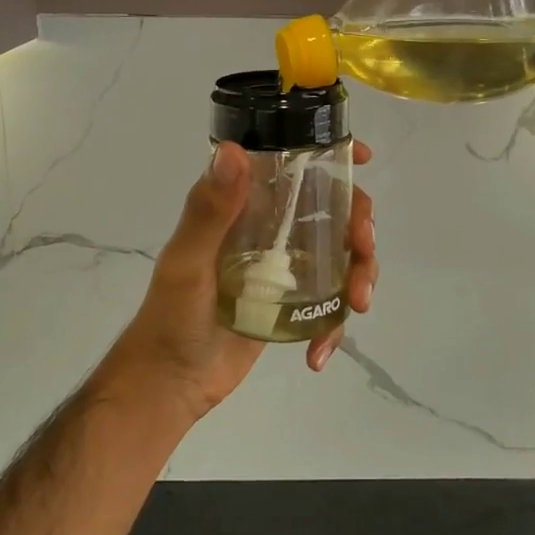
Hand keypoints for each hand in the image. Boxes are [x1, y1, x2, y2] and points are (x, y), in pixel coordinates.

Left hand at [104, 140, 378, 421]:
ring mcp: (284, 267)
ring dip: (360, 274)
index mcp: (244, 206)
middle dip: (359, 225)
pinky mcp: (292, 303)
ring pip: (341, 255)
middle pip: (332, 210)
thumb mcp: (188, 262)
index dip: (332, 155)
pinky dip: (334, 325)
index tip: (364, 158)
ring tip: (357, 304)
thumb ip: (209, 211)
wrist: (171, 383)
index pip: (291, 166)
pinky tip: (318, 353)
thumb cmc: (170, 317)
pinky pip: (330, 303)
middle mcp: (269, 228)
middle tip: (363, 249)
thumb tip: (233, 150)